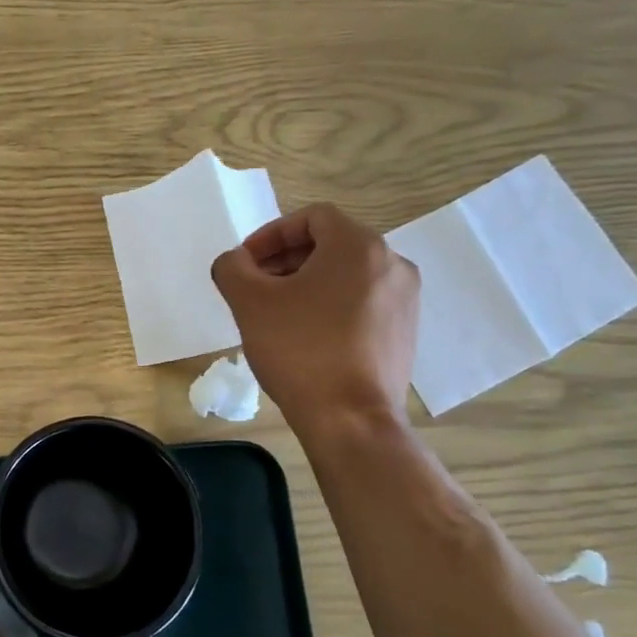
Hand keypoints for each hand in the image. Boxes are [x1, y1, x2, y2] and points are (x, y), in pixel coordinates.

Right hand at [211, 204, 419, 431]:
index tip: (246, 264)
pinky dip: (329, 306)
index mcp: (359, 246)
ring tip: (275, 314)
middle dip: (285, 260)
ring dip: (306, 283)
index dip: (271, 234)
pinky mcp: (404, 333)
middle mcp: (392, 264)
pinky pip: (361, 302)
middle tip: (254, 287)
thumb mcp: (249, 302)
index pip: (312, 217)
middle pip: (330, 244)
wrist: (351, 419)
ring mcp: (404, 300)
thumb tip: (236, 262)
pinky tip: (304, 337)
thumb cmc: (300, 350)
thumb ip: (232, 267)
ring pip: (346, 274)